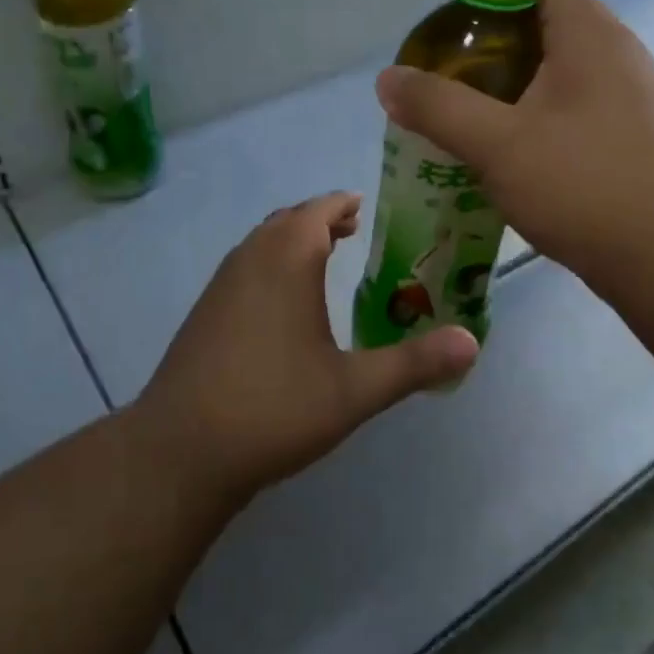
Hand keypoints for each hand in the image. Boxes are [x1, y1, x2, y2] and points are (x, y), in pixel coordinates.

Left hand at [134, 193, 479, 505]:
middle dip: (320, 219)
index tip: (365, 207)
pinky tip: (283, 304)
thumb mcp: (354, 391)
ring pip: (261, 243)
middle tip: (352, 231)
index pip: (318, 210)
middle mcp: (250, 259)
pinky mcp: (204, 312)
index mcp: (286, 260)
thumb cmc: (273, 408)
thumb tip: (472, 343)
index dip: (342, 204)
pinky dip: (269, 264)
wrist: (181, 450)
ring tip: (323, 259)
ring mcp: (220, 285)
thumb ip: (414, 364)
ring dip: (292, 240)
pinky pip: (244, 267)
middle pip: (287, 220)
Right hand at [375, 0, 653, 291]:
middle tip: (444, 71)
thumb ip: (438, 106)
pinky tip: (502, 146)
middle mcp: (613, 53)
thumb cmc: (582, 184)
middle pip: (542, 22)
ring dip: (509, 82)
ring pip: (555, 69)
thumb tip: (387, 79)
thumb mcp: (497, 143)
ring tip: (462, 108)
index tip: (448, 22)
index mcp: (588, 34)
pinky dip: (532, 112)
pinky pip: (569, 104)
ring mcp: (625, 96)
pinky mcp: (626, 134)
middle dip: (489, 41)